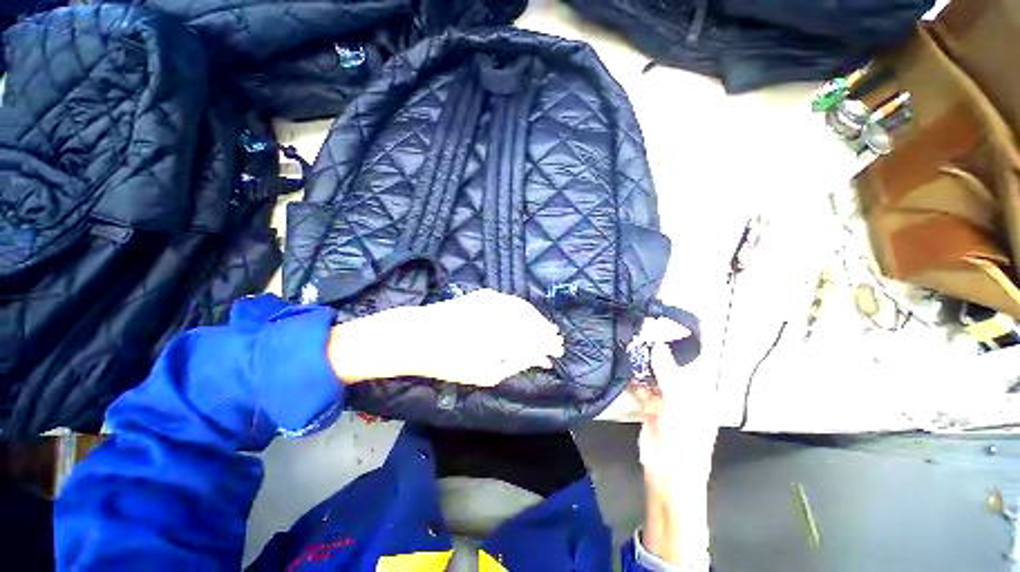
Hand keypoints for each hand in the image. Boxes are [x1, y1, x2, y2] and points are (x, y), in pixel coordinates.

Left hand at [327, 289, 563, 386]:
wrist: (415, 336)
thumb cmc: (448, 361)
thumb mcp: (485, 372)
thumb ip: (516, 362)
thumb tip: (538, 357)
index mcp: (502, 334)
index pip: (535, 338)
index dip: (548, 345)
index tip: (557, 352)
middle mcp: (501, 312)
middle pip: (532, 320)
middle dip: (545, 331)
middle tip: (556, 341)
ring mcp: (492, 300)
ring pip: (523, 308)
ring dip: (536, 319)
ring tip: (545, 330)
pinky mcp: (483, 295)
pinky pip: (510, 300)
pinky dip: (522, 309)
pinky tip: (526, 317)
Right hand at [629, 319, 717, 567]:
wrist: (668, 476)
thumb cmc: (685, 441)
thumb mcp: (680, 405)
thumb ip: (668, 374)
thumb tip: (657, 345)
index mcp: (700, 393)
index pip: (690, 362)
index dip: (677, 345)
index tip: (659, 326)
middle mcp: (684, 394)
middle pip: (668, 367)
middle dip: (654, 353)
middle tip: (637, 333)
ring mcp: (665, 401)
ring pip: (653, 376)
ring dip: (641, 365)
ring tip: (628, 346)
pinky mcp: (649, 408)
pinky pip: (641, 389)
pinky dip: (633, 380)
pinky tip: (624, 369)